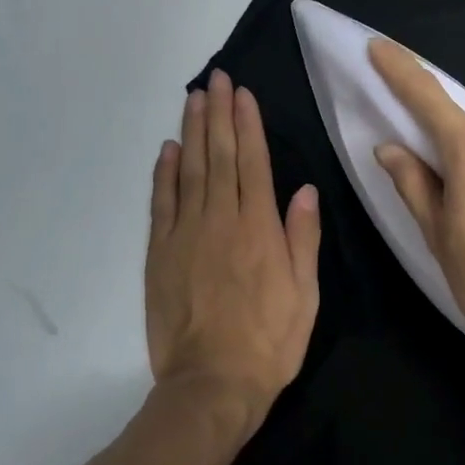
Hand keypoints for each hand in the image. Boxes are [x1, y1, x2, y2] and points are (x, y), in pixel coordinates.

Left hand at [144, 68, 321, 434]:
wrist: (211, 384)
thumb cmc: (269, 341)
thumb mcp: (305, 294)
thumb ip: (303, 238)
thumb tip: (304, 190)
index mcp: (259, 228)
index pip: (253, 163)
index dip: (247, 125)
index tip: (242, 93)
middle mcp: (220, 221)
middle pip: (218, 157)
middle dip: (218, 114)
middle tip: (216, 80)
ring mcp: (185, 235)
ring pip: (188, 171)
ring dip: (191, 132)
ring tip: (193, 99)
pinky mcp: (159, 254)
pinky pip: (161, 204)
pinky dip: (163, 173)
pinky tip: (167, 150)